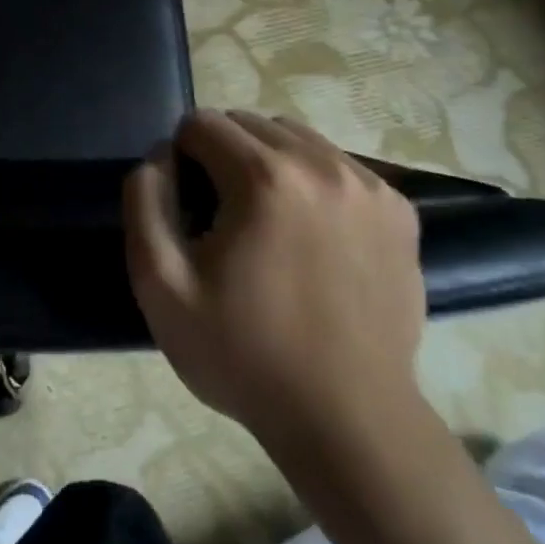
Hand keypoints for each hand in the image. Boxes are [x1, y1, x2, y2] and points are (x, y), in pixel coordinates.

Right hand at [123, 110, 424, 448]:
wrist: (348, 420)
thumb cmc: (244, 354)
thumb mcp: (161, 285)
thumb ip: (145, 201)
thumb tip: (159, 155)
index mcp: (264, 177)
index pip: (202, 123)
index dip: (181, 157)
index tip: (188, 206)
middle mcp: (322, 164)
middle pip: (249, 123)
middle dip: (223, 153)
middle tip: (222, 213)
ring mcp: (369, 186)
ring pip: (297, 138)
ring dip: (269, 161)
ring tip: (267, 219)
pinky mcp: (399, 212)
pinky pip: (339, 166)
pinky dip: (313, 181)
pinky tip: (311, 233)